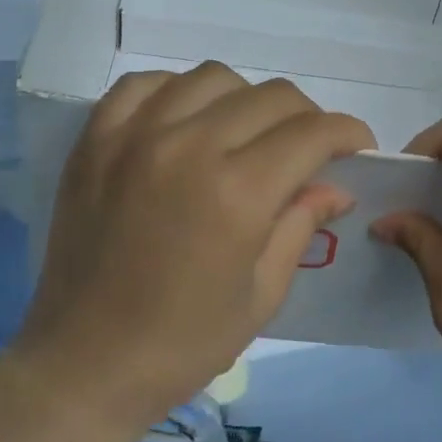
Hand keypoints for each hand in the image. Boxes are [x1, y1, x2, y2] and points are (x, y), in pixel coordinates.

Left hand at [15, 63, 374, 433]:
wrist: (85, 363)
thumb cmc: (184, 342)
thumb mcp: (262, 294)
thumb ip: (301, 225)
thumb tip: (336, 187)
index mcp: (238, 193)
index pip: (312, 132)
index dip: (347, 133)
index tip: (356, 147)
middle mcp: (189, 147)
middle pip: (271, 97)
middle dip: (306, 118)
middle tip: (306, 151)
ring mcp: (135, 136)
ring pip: (213, 78)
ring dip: (245, 100)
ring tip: (243, 135)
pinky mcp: (95, 139)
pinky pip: (146, 84)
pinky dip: (177, 92)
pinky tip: (185, 122)